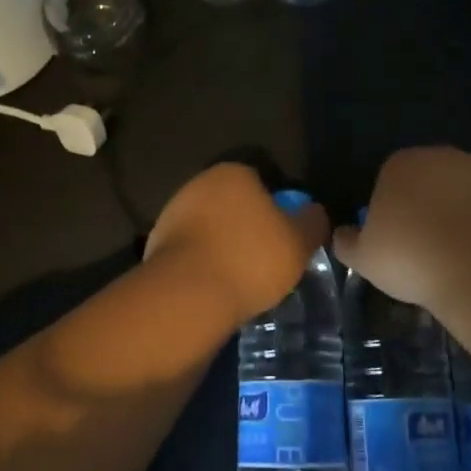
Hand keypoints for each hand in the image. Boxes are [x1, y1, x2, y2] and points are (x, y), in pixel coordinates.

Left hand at [145, 164, 330, 317]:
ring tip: (242, 281)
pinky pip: (192, 253)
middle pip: (233, 205)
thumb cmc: (250, 259)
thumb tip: (314, 213)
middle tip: (266, 261)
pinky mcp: (156, 246)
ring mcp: (173, 214)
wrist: (187, 296)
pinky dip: (204, 266)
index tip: (285, 238)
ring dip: (224, 248)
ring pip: (211, 229)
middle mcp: (199, 184)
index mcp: (233, 173)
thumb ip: (313, 222)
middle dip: (248, 228)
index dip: (277, 210)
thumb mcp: (299, 242)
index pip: (261, 183)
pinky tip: (216, 289)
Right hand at [333, 147, 470, 309]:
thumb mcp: (364, 257)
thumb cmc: (411, 255)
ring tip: (459, 256)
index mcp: (400, 164)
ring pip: (464, 192)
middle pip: (429, 181)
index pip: (389, 179)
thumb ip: (348, 242)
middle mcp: (441, 156)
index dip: (391, 210)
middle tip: (426, 249)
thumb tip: (341, 235)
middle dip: (428, 208)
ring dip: (461, 215)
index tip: (395, 240)